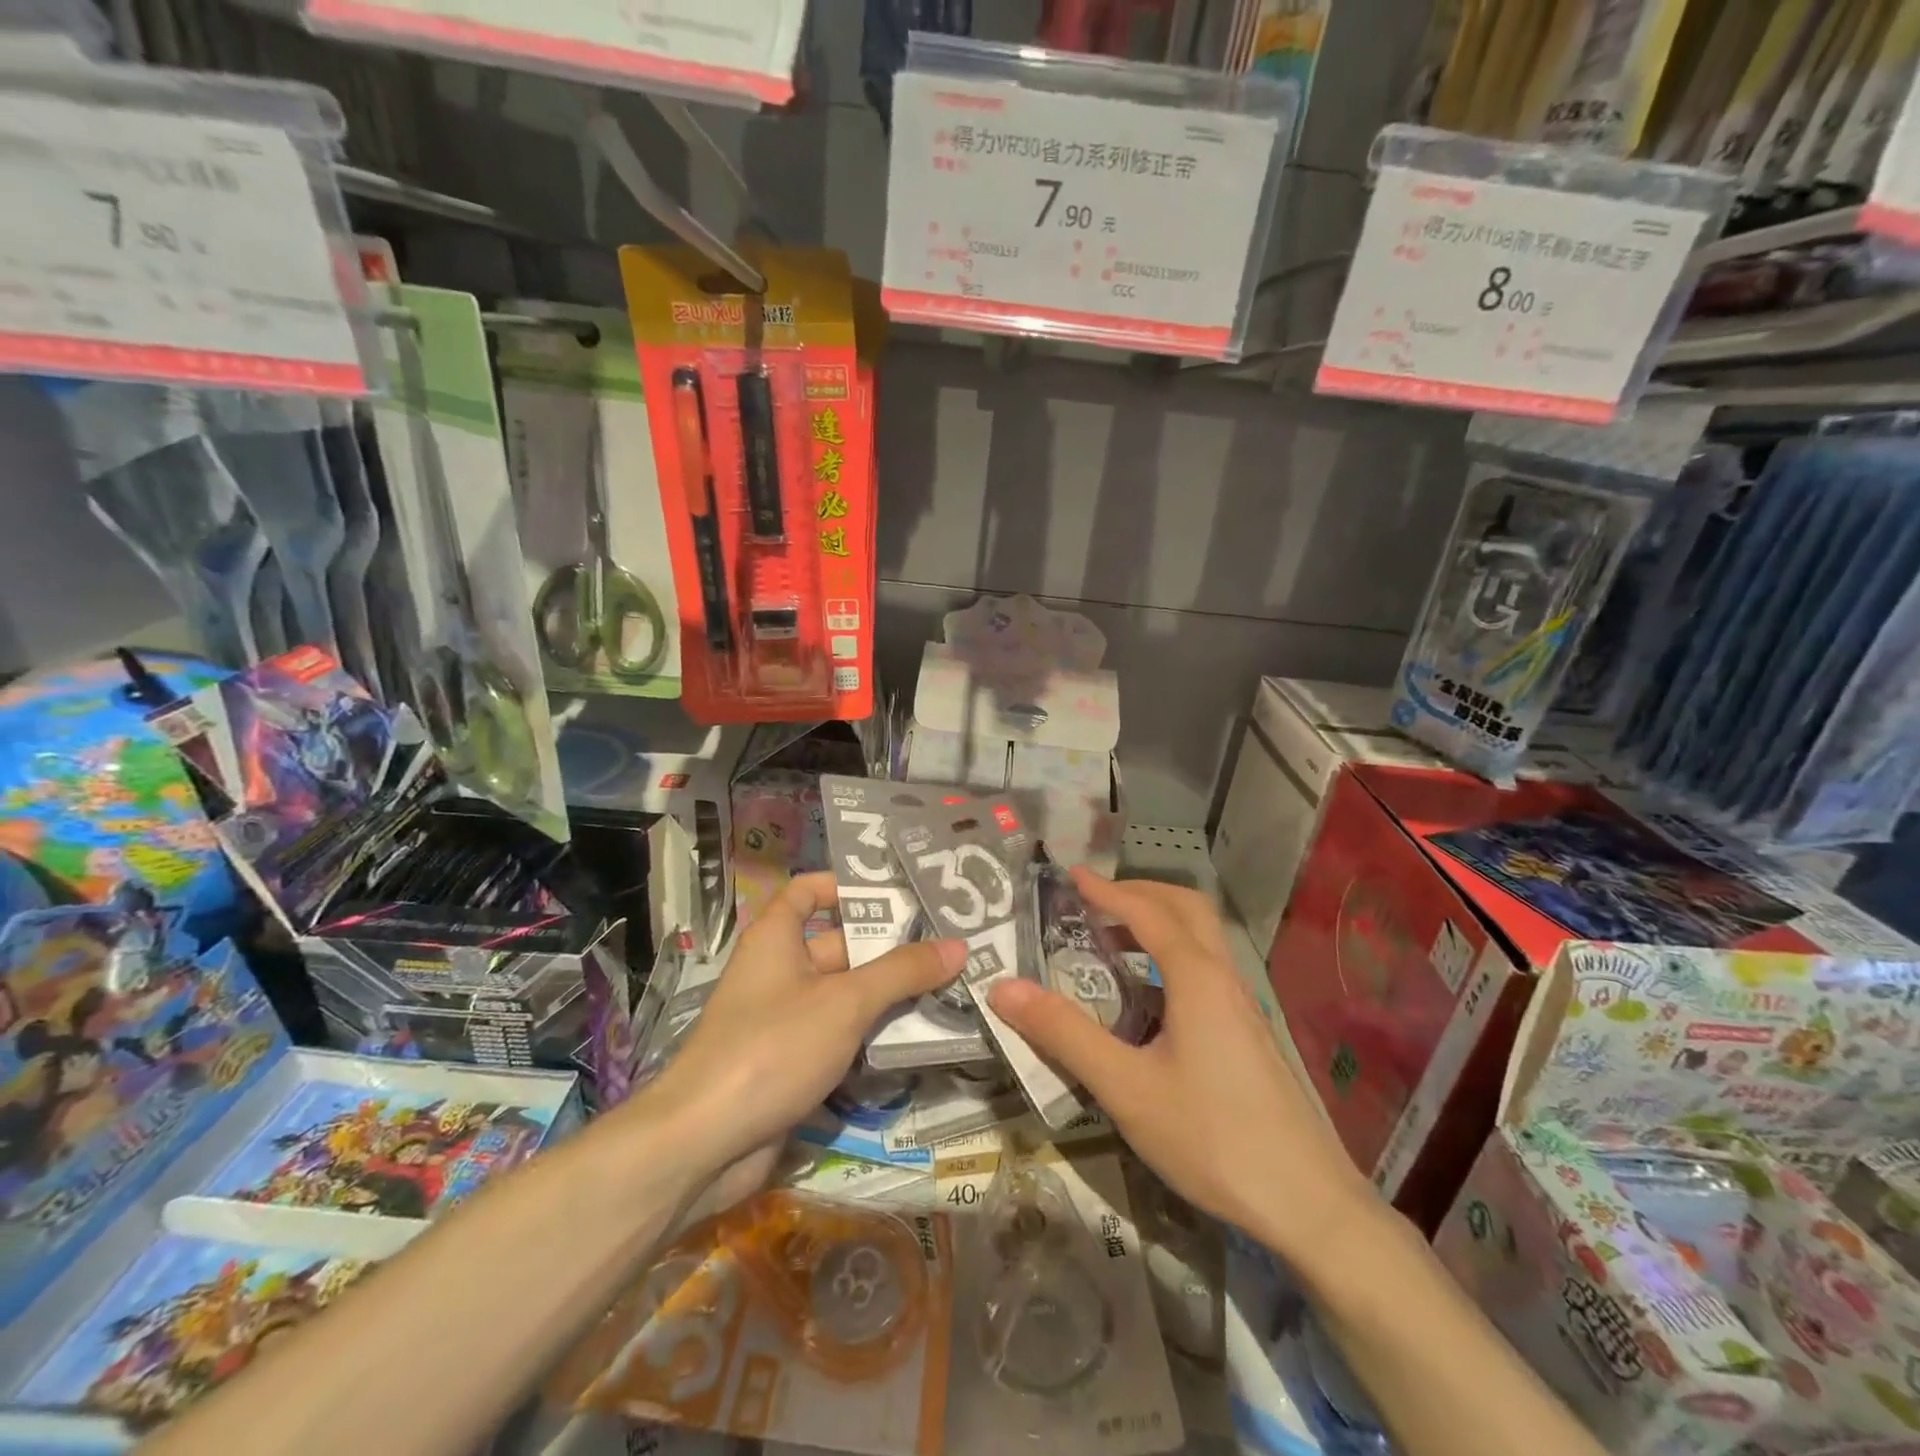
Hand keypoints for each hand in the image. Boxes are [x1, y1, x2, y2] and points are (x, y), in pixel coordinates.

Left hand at [646, 872, 964, 1176]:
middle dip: (890, 948)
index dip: (848, 887)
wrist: (703, 1144)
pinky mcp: (791, 1062)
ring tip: (951, 988)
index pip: (809, 891)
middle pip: (840, 945)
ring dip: (889, 995)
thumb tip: (958, 945)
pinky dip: (872, 1035)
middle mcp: (779, 970)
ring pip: (845, 995)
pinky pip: (839, 1035)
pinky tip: (920, 1038)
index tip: (900, 894)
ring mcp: (784, 1019)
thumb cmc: (772, 1048)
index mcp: (777, 938)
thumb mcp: (845, 1002)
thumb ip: (902, 972)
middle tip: (950, 946)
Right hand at [987, 870, 1375, 1255]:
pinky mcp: (1250, 1035)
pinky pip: (1208, 968)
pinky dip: (1174, 954)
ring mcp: (1243, 1007)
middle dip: (1141, 893)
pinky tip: (1151, 996)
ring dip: (1160, 922)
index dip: (1107, 890)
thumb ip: (1064, 1034)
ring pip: (1204, 939)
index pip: (1147, 912)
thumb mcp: (1126, 1087)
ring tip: (1116, 938)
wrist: (1307, 1204)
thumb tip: (1003, 987)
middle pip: (1187, 909)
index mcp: (1196, 977)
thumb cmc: (1211, 1137)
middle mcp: (1223, 978)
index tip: (1072, 875)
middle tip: (1096, 900)